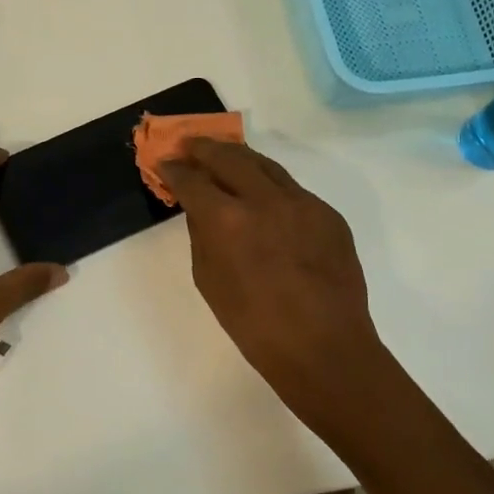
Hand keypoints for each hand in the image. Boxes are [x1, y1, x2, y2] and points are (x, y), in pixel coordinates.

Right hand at [160, 140, 390, 429]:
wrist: (324, 347)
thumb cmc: (254, 325)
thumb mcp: (210, 280)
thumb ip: (202, 235)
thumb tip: (202, 209)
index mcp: (227, 220)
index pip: (192, 179)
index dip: (174, 169)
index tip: (165, 163)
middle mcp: (265, 200)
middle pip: (229, 156)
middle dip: (204, 148)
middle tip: (189, 145)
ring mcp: (302, 202)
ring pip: (265, 164)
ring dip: (239, 157)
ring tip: (223, 155)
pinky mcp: (328, 213)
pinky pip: (292, 189)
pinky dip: (270, 185)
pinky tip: (263, 196)